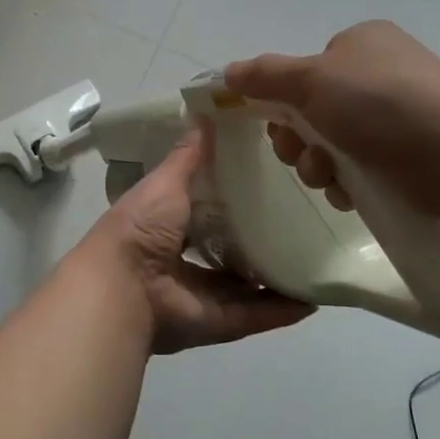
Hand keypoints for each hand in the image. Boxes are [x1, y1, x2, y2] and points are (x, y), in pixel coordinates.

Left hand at [75, 127, 313, 354]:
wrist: (125, 287)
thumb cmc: (141, 226)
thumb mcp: (165, 182)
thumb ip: (188, 156)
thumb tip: (206, 116)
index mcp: (166, 225)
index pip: (203, 209)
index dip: (229, 197)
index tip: (265, 178)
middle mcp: (183, 261)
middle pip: (227, 250)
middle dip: (256, 238)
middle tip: (299, 218)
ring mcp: (202, 295)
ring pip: (245, 285)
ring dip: (274, 276)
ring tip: (313, 257)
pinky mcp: (220, 322)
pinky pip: (256, 314)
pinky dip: (283, 309)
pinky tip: (314, 297)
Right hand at [224, 20, 439, 220]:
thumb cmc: (383, 105)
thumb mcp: (313, 80)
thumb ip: (266, 75)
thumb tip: (229, 71)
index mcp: (362, 43)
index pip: (305, 71)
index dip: (282, 101)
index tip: (277, 127)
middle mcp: (383, 72)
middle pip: (315, 110)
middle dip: (300, 140)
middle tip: (304, 158)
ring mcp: (404, 114)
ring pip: (336, 143)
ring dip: (320, 165)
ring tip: (332, 180)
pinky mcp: (418, 154)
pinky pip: (365, 167)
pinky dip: (350, 181)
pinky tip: (353, 194)